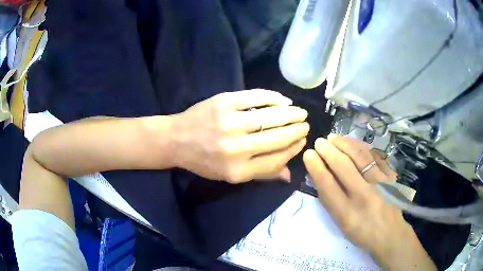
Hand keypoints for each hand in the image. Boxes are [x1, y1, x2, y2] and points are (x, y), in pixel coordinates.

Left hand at [171, 89, 308, 182]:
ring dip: (290, 114)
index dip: (293, 150)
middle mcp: (235, 148)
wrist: (176, 140)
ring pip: (270, 117)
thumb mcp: (229, 174)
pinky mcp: (223, 103)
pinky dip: (272, 98)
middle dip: (296, 131)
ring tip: (300, 112)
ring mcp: (229, 122)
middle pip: (277, 138)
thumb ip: (260, 174)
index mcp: (238, 170)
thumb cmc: (203, 161)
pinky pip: (255, 98)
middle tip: (305, 125)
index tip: (302, 142)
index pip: (276, 160)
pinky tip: (283, 100)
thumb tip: (289, 175)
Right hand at [303, 135, 435, 269]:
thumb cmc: (361, 233)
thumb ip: (330, 201)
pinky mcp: (390, 177)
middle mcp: (363, 197)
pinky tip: (353, 143)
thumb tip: (319, 175)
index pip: (328, 185)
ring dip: (345, 144)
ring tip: (334, 137)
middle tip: (319, 141)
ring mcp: (380, 184)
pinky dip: (362, 147)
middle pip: (344, 167)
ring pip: (360, 157)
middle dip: (328, 151)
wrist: (390, 234)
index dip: (316, 167)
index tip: (309, 154)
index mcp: (346, 214)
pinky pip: (375, 156)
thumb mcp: (341, 224)